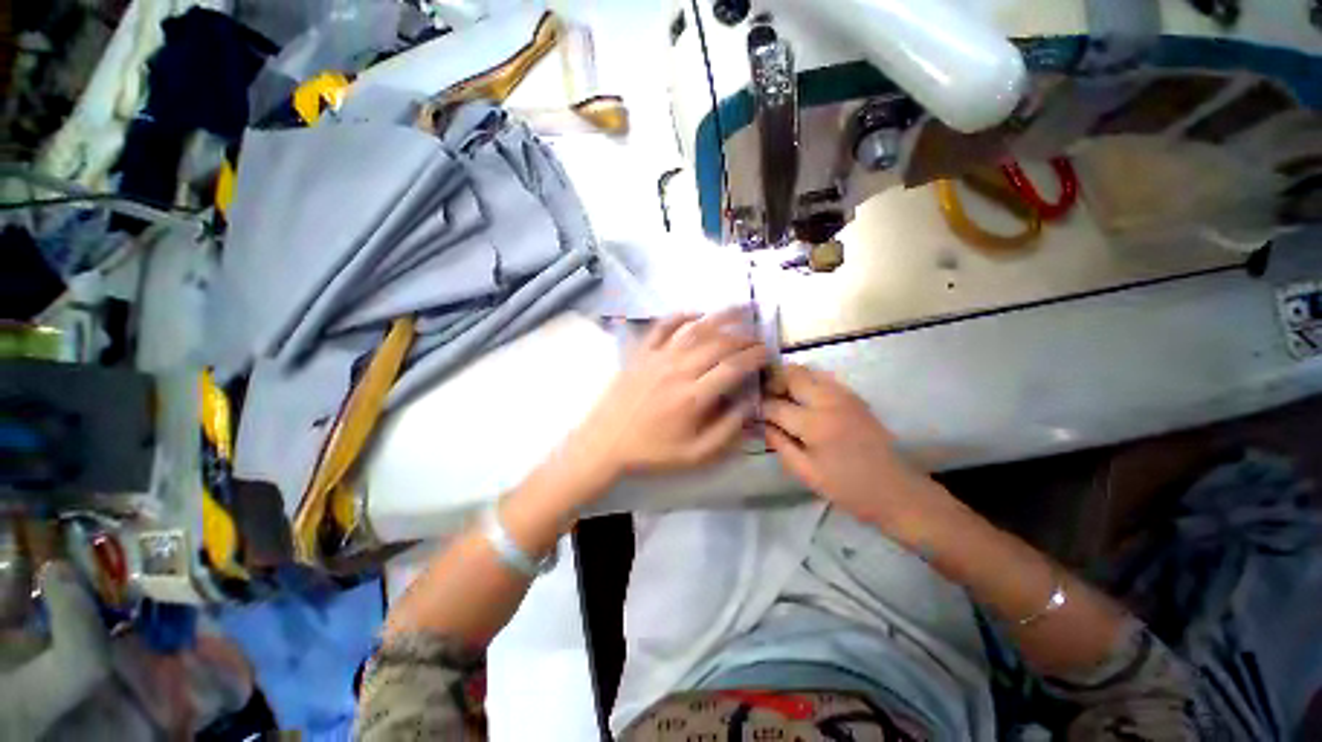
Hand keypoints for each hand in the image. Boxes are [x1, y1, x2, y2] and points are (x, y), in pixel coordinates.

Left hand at [569, 309, 767, 481]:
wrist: (606, 442)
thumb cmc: (652, 451)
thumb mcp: (695, 454)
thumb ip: (727, 430)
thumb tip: (749, 404)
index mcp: (693, 397)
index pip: (732, 367)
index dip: (754, 357)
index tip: (767, 353)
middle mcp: (678, 370)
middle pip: (718, 344)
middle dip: (744, 337)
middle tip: (758, 338)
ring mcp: (657, 357)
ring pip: (694, 329)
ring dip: (720, 316)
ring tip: (741, 308)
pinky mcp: (641, 352)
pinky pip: (663, 327)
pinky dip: (681, 316)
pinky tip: (696, 313)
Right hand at [762, 364, 947, 528]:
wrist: (896, 490)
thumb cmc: (847, 488)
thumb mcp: (806, 473)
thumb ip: (779, 444)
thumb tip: (759, 423)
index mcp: (815, 424)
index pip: (775, 405)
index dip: (758, 407)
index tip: (748, 410)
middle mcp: (829, 400)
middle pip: (791, 374)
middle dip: (771, 382)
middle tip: (761, 397)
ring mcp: (844, 394)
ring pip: (807, 371)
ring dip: (788, 379)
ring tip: (778, 397)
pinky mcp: (853, 396)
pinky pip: (821, 378)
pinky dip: (805, 383)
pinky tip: (800, 401)